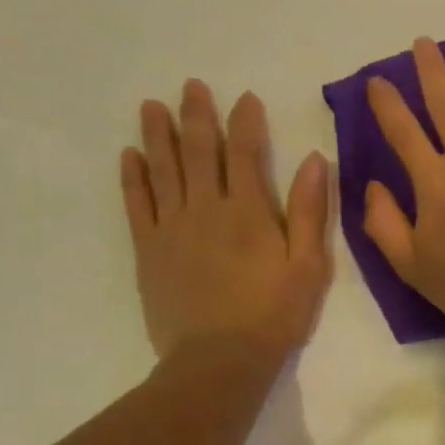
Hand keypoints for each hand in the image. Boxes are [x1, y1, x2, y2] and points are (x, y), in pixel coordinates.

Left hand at [121, 80, 331, 362]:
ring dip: (159, 135)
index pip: (245, 154)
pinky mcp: (149, 249)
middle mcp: (206, 209)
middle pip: (199, 153)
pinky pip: (136, 204)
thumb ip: (309, 210)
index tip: (244, 97)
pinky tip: (130, 155)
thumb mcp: (309, 264)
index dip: (245, 122)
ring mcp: (171, 228)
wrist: (219, 359)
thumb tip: (315, 160)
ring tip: (153, 106)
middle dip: (197, 116)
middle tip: (191, 85)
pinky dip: (133, 177)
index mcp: (248, 211)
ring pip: (163, 170)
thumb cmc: (274, 312)